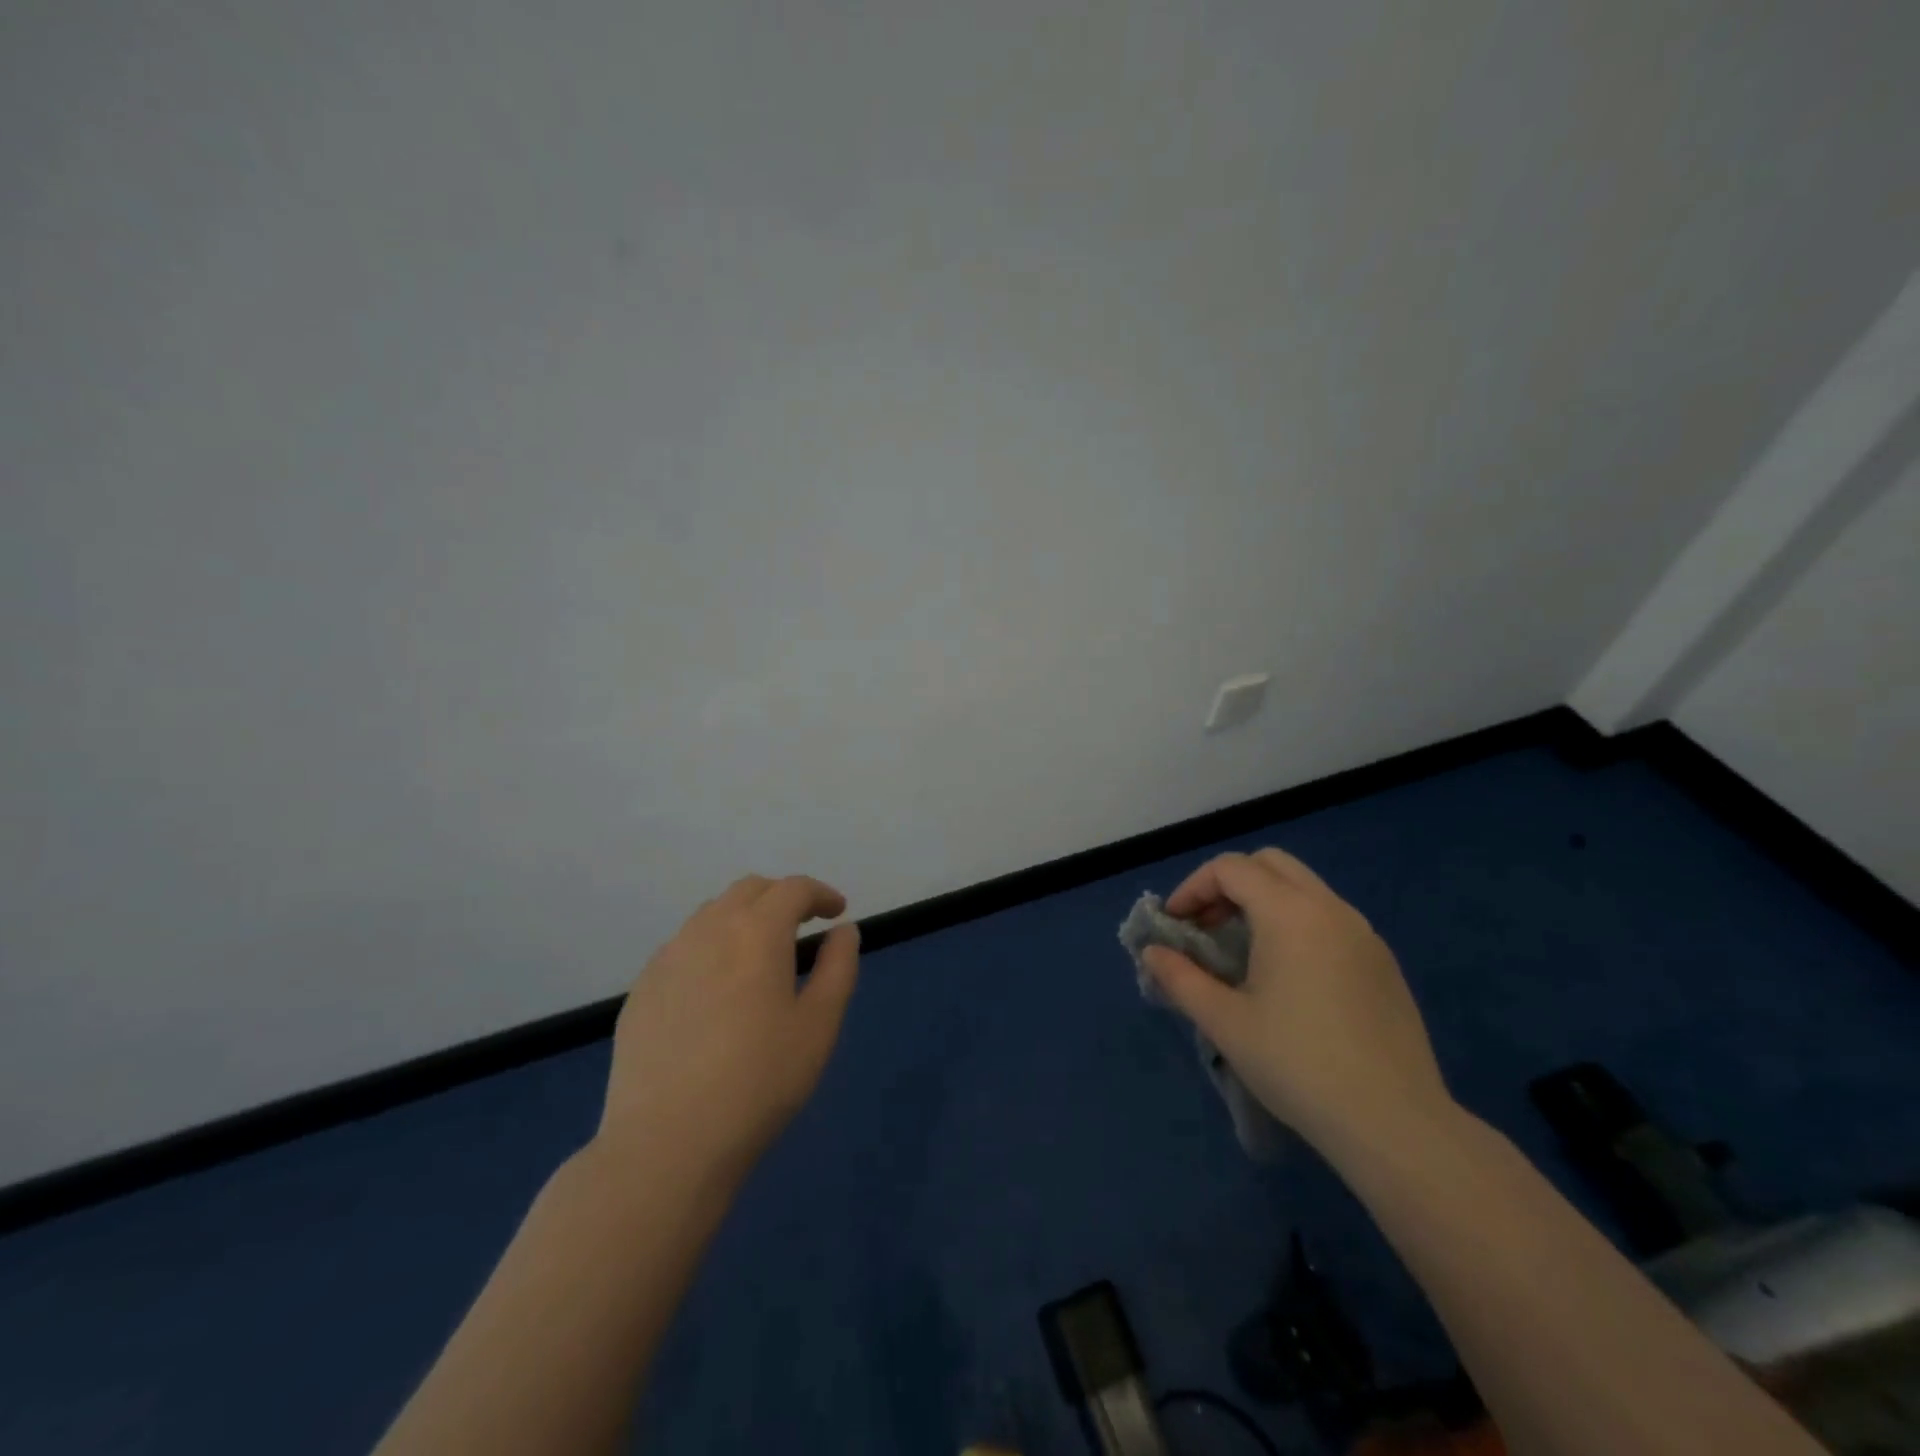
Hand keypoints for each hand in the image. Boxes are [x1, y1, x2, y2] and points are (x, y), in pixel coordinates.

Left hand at [591, 875, 860, 1187]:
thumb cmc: (759, 1082)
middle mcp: (708, 930)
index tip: (837, 912)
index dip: (820, 894)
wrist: (666, 1144)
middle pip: (749, 890)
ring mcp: (667, 958)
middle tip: (802, 926)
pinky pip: (682, 948)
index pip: (793, 889)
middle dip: (781, 897)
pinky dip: (710, 948)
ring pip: (711, 914)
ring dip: (743, 918)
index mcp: (756, 932)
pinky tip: (716, 991)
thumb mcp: (819, 1026)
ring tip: (760, 956)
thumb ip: (839, 968)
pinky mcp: (641, 990)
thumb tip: (844, 931)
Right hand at [1141, 849, 1450, 1156]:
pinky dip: (1297, 923)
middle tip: (1207, 926)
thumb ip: (1180, 978)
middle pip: (1270, 864)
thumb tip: (1152, 952)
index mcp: (1289, 913)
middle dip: (1229, 884)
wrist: (1394, 1123)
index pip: (1230, 868)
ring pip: (1304, 888)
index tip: (1175, 924)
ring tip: (1242, 950)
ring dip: (1264, 901)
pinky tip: (1288, 976)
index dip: (1193, 887)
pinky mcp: (1383, 963)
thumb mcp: (1224, 1022)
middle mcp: (1329, 908)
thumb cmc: (1297, 1064)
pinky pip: (1330, 918)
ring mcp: (1364, 934)